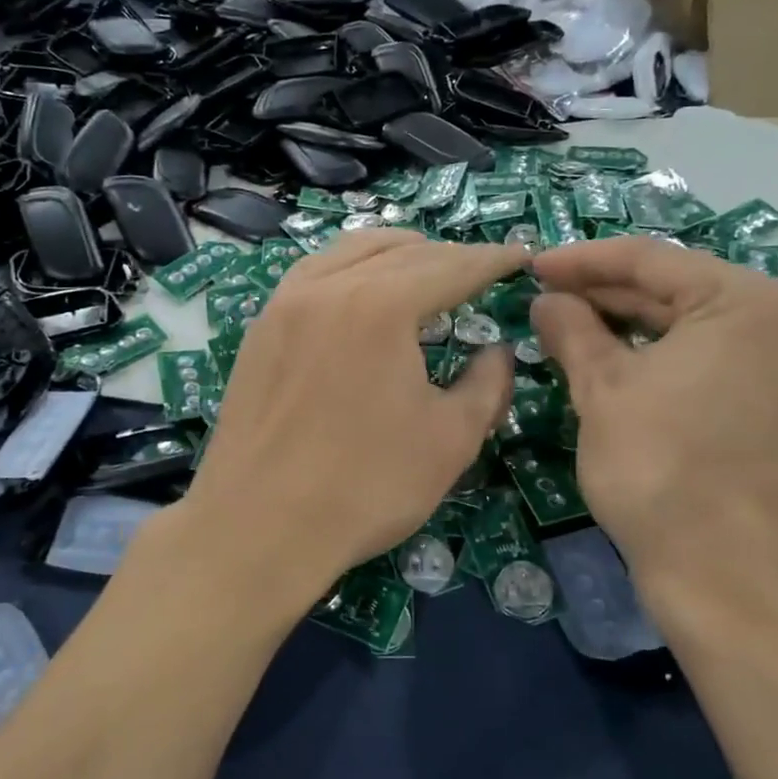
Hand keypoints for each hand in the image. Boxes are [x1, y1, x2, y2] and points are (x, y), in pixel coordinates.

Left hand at [176, 229, 525, 614]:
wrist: (258, 526)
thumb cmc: (365, 485)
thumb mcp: (449, 439)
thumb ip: (486, 384)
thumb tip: (497, 351)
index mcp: (381, 304)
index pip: (450, 266)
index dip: (490, 260)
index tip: (519, 256)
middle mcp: (329, 286)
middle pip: (400, 252)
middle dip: (447, 256)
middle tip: (478, 270)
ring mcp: (285, 302)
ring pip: (350, 252)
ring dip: (395, 253)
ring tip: (423, 268)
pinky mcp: (260, 328)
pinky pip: (313, 274)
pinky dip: (349, 268)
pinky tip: (359, 291)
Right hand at [529, 236, 777, 639]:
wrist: (722, 574)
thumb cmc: (658, 467)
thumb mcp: (601, 388)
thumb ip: (571, 328)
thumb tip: (546, 300)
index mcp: (749, 302)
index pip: (651, 260)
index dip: (582, 261)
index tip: (532, 266)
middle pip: (679, 290)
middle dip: (607, 292)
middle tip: (547, 296)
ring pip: (698, 325)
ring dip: (633, 324)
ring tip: (572, 324)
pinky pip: (717, 359)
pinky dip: (666, 356)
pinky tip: (619, 358)